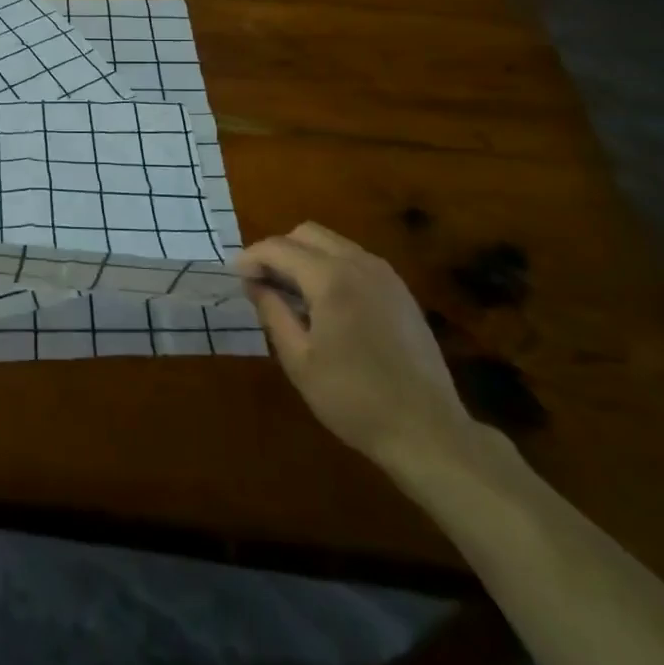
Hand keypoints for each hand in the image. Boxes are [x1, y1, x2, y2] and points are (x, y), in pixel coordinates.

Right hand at [237, 222, 474, 472]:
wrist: (428, 431)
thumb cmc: (354, 399)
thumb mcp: (299, 360)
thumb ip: (272, 312)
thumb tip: (254, 284)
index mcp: (331, 278)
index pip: (279, 248)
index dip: (251, 257)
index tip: (235, 276)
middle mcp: (359, 264)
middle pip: (307, 234)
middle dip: (279, 250)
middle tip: (262, 282)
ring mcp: (385, 275)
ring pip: (333, 243)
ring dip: (305, 257)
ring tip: (291, 294)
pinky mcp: (400, 291)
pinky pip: (355, 260)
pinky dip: (331, 267)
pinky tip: (326, 304)